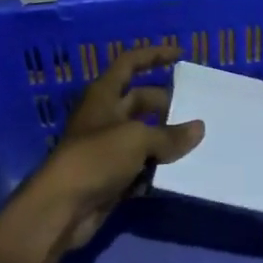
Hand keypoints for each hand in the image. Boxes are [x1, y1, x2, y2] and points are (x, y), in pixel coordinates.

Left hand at [17, 46, 204, 261]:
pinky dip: (159, 167)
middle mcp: (105, 116)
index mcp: (103, 95)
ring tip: (199, 141)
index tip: (180, 54)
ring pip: (144, 135)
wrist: (62, 208)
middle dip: (168, 104)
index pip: (129, 64)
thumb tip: (198, 129)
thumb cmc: (95, 159)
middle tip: (198, 110)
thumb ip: (169, 134)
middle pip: (141, 101)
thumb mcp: (136, 139)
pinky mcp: (112, 176)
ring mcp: (108, 147)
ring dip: (167, 139)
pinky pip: (142, 165)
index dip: (153, 55)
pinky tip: (182, 171)